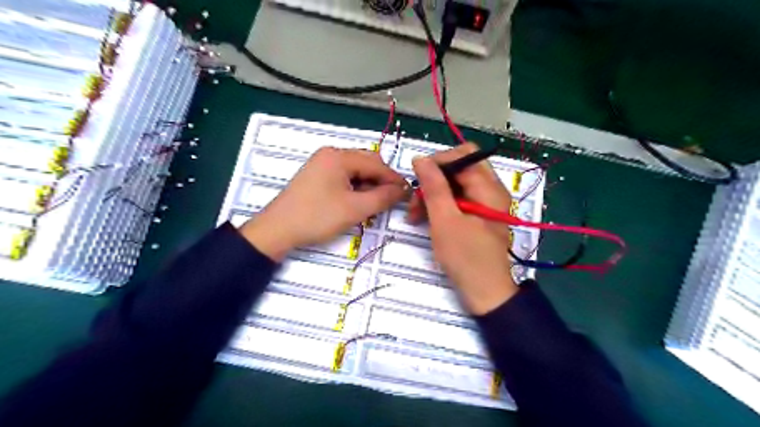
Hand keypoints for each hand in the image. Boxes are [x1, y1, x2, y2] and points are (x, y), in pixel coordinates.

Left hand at [244, 147, 410, 260]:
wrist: (278, 230)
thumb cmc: (317, 217)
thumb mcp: (355, 209)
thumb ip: (383, 197)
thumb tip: (404, 189)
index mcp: (339, 156)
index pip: (376, 164)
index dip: (394, 179)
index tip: (408, 193)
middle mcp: (331, 154)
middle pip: (366, 163)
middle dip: (381, 182)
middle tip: (391, 200)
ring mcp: (322, 164)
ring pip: (356, 171)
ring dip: (369, 185)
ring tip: (374, 204)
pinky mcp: (317, 176)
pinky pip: (344, 177)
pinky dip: (355, 188)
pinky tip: (358, 202)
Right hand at [410, 144, 516, 312]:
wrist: (484, 293)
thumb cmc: (466, 257)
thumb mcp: (445, 220)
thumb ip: (434, 187)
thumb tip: (420, 159)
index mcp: (489, 187)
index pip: (463, 155)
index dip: (438, 162)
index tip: (418, 180)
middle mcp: (489, 190)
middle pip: (458, 168)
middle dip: (433, 180)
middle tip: (415, 199)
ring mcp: (483, 203)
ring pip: (454, 184)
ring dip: (432, 194)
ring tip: (413, 215)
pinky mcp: (476, 216)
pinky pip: (455, 200)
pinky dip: (439, 206)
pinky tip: (423, 219)